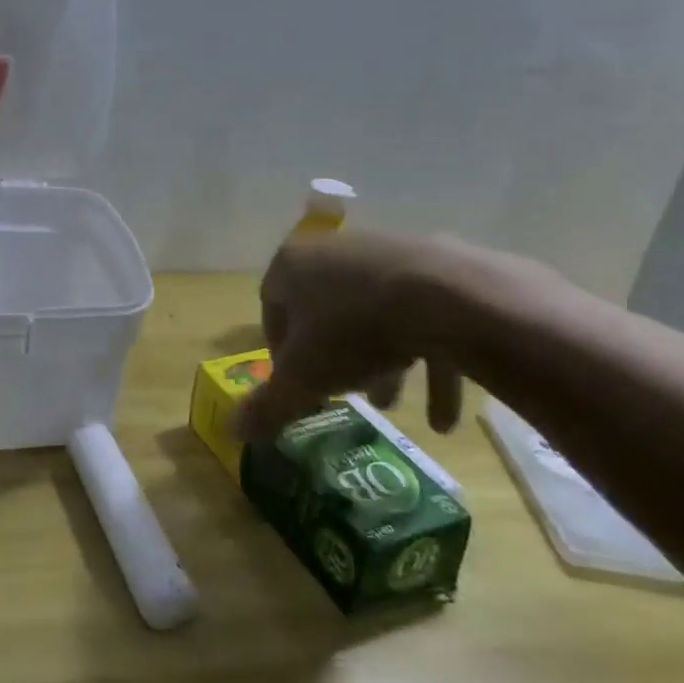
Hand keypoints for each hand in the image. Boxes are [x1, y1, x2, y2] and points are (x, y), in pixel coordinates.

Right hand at [244, 228, 465, 439]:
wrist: (449, 297)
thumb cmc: (353, 330)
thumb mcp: (303, 377)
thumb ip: (269, 405)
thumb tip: (234, 432)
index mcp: (291, 265)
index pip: (271, 309)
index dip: (280, 353)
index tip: (295, 385)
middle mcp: (334, 250)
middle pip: (324, 311)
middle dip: (333, 358)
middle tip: (343, 393)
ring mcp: (387, 254)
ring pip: (373, 315)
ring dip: (379, 362)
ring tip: (390, 406)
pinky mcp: (437, 267)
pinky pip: (422, 317)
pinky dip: (428, 360)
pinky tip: (442, 416)